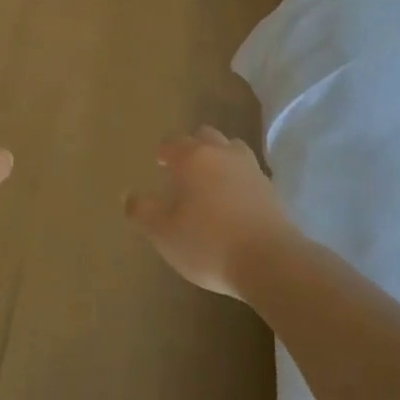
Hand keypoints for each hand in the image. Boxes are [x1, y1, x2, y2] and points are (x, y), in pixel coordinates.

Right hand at [125, 126, 295, 298]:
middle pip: (207, 137)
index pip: (173, 142)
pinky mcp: (272, 191)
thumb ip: (142, 211)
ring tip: (209, 181)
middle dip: (193, 147)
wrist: (271, 262)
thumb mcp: (163, 232)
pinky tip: (232, 200)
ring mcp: (252, 170)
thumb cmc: (208, 243)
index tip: (158, 160)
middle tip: (182, 167)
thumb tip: (128, 195)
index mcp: (194, 158)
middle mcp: (224, 155)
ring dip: (219, 158)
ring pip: (232, 151)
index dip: (163, 150)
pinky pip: (249, 174)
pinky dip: (237, 180)